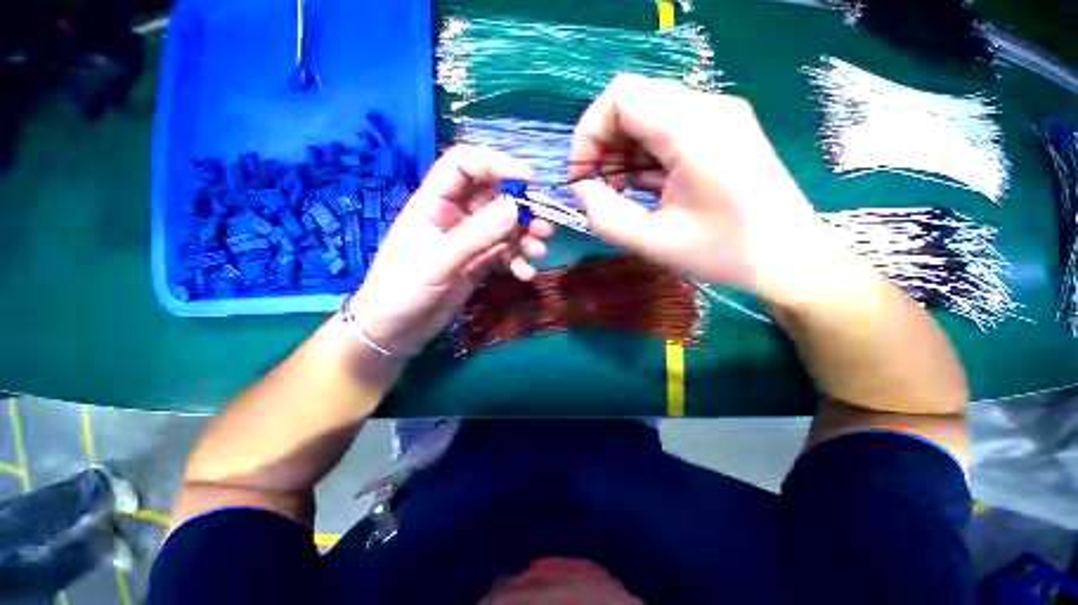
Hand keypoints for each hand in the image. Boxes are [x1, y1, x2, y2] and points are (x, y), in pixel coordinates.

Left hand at [347, 146, 554, 354]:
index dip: (496, 164)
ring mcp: (467, 242)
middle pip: (493, 198)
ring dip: (524, 237)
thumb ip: (475, 235)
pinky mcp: (477, 264)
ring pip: (503, 228)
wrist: (394, 331)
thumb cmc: (402, 291)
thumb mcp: (438, 262)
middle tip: (544, 226)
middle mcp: (453, 217)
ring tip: (539, 252)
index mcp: (433, 203)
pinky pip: (503, 255)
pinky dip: (517, 261)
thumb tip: (514, 207)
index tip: (530, 179)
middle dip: (522, 209)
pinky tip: (525, 274)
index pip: (464, 166)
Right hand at [569, 75, 841, 305]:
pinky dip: (642, 157)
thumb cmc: (726, 254)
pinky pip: (666, 131)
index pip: (621, 97)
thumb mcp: (655, 243)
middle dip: (602, 145)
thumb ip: (606, 218)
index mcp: (695, 130)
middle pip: (633, 102)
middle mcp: (708, 109)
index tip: (582, 177)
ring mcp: (718, 119)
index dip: (589, 133)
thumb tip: (580, 191)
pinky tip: (642, 188)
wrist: (790, 261)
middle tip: (596, 189)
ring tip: (618, 193)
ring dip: (621, 153)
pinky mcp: (721, 134)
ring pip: (647, 116)